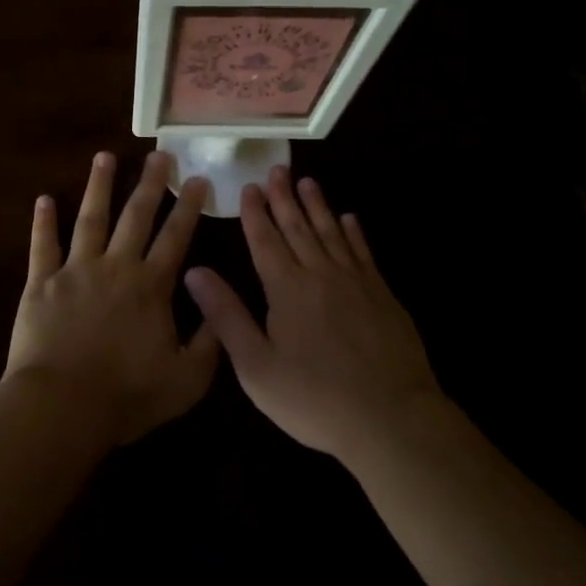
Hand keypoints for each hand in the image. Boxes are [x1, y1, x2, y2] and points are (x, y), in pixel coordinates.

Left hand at [4, 150, 219, 446]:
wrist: (62, 407)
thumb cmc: (127, 396)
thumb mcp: (187, 378)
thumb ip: (210, 340)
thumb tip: (218, 303)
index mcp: (151, 286)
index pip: (176, 237)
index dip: (189, 207)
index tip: (197, 179)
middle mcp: (116, 266)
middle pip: (136, 216)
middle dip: (150, 183)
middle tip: (159, 155)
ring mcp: (76, 270)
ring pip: (91, 218)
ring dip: (99, 186)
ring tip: (105, 156)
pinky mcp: (41, 283)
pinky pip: (42, 246)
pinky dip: (43, 222)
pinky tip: (44, 199)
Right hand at [184, 167, 440, 462]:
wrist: (390, 417)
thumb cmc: (314, 398)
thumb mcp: (257, 366)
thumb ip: (226, 316)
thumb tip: (194, 271)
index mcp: (286, 289)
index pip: (266, 241)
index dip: (255, 213)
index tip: (249, 187)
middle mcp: (320, 275)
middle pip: (299, 228)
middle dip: (284, 198)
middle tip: (277, 168)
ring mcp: (356, 282)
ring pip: (332, 232)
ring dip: (318, 206)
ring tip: (308, 182)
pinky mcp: (382, 295)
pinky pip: (363, 253)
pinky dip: (354, 233)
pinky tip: (350, 219)